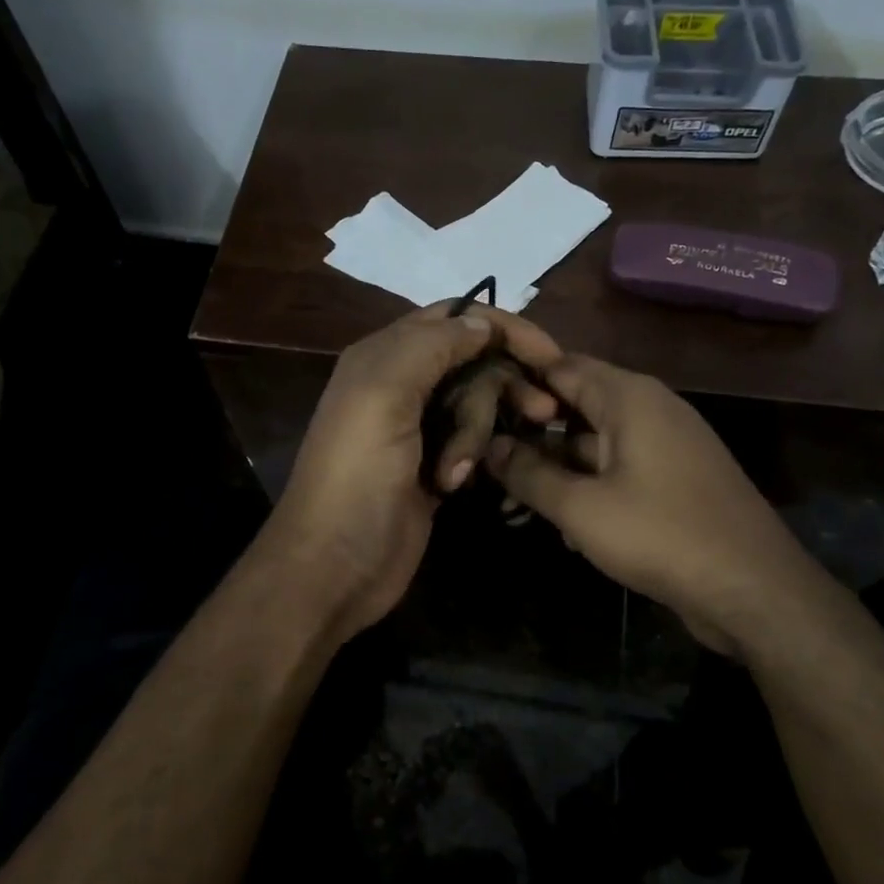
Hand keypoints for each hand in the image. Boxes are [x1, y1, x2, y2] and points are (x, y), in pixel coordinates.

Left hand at [262, 302, 562, 647]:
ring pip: (477, 404)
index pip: (454, 317)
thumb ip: (431, 346)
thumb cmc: (356, 475)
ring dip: (477, 433)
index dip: (503, 328)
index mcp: (384, 355)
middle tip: (540, 415)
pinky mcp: (432, 466)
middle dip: (500, 388)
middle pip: (474, 362)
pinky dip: (471, 458)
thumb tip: (481, 322)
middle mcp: (401, 384)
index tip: (549, 356)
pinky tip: (454, 485)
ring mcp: (418, 428)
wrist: (334, 566)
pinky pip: (473, 442)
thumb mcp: (383, 395)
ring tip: (456, 472)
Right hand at [484, 355, 824, 653]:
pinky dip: (587, 487)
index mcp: (629, 397)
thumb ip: (529, 474)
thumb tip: (489, 446)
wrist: (754, 590)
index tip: (475, 408)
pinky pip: (617, 470)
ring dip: (555, 468)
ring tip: (511, 501)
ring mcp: (665, 445)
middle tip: (486, 461)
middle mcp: (649, 409)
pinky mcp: (674, 480)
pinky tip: (562, 527)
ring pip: (593, 443)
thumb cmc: (661, 535)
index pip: (559, 366)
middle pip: (575, 405)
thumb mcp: (581, 507)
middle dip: (530, 434)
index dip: (515, 383)